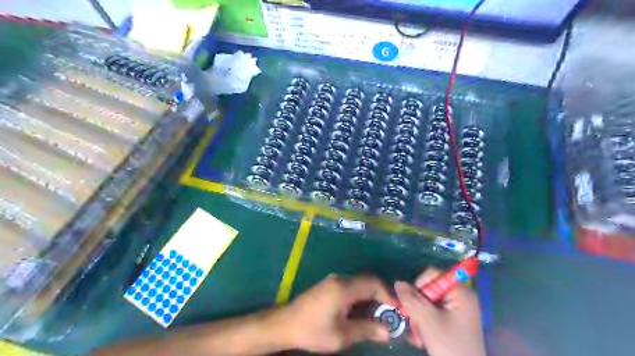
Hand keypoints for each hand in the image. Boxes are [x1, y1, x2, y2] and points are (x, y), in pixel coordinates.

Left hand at [280, 275, 394, 351]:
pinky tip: (362, 311)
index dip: (388, 295)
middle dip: (382, 296)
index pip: (373, 283)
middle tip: (391, 314)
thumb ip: (366, 330)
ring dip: (371, 296)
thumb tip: (388, 331)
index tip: (398, 310)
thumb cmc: (313, 330)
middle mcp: (340, 279)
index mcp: (344, 287)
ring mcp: (333, 281)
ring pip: (360, 284)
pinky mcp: (329, 286)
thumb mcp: (341, 335)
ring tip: (379, 315)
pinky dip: (361, 297)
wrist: (285, 324)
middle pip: (367, 281)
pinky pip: (351, 287)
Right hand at [395, 267, 486, 355]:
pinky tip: (421, 337)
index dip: (419, 285)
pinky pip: (433, 312)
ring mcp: (458, 309)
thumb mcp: (427, 320)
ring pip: (429, 301)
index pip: (433, 274)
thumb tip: (398, 282)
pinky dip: (425, 321)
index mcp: (461, 291)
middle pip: (430, 288)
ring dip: (418, 315)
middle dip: (417, 304)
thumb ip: (411, 299)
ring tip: (417, 334)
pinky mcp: (454, 320)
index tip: (413, 303)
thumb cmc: (449, 345)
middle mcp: (461, 296)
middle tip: (412, 321)